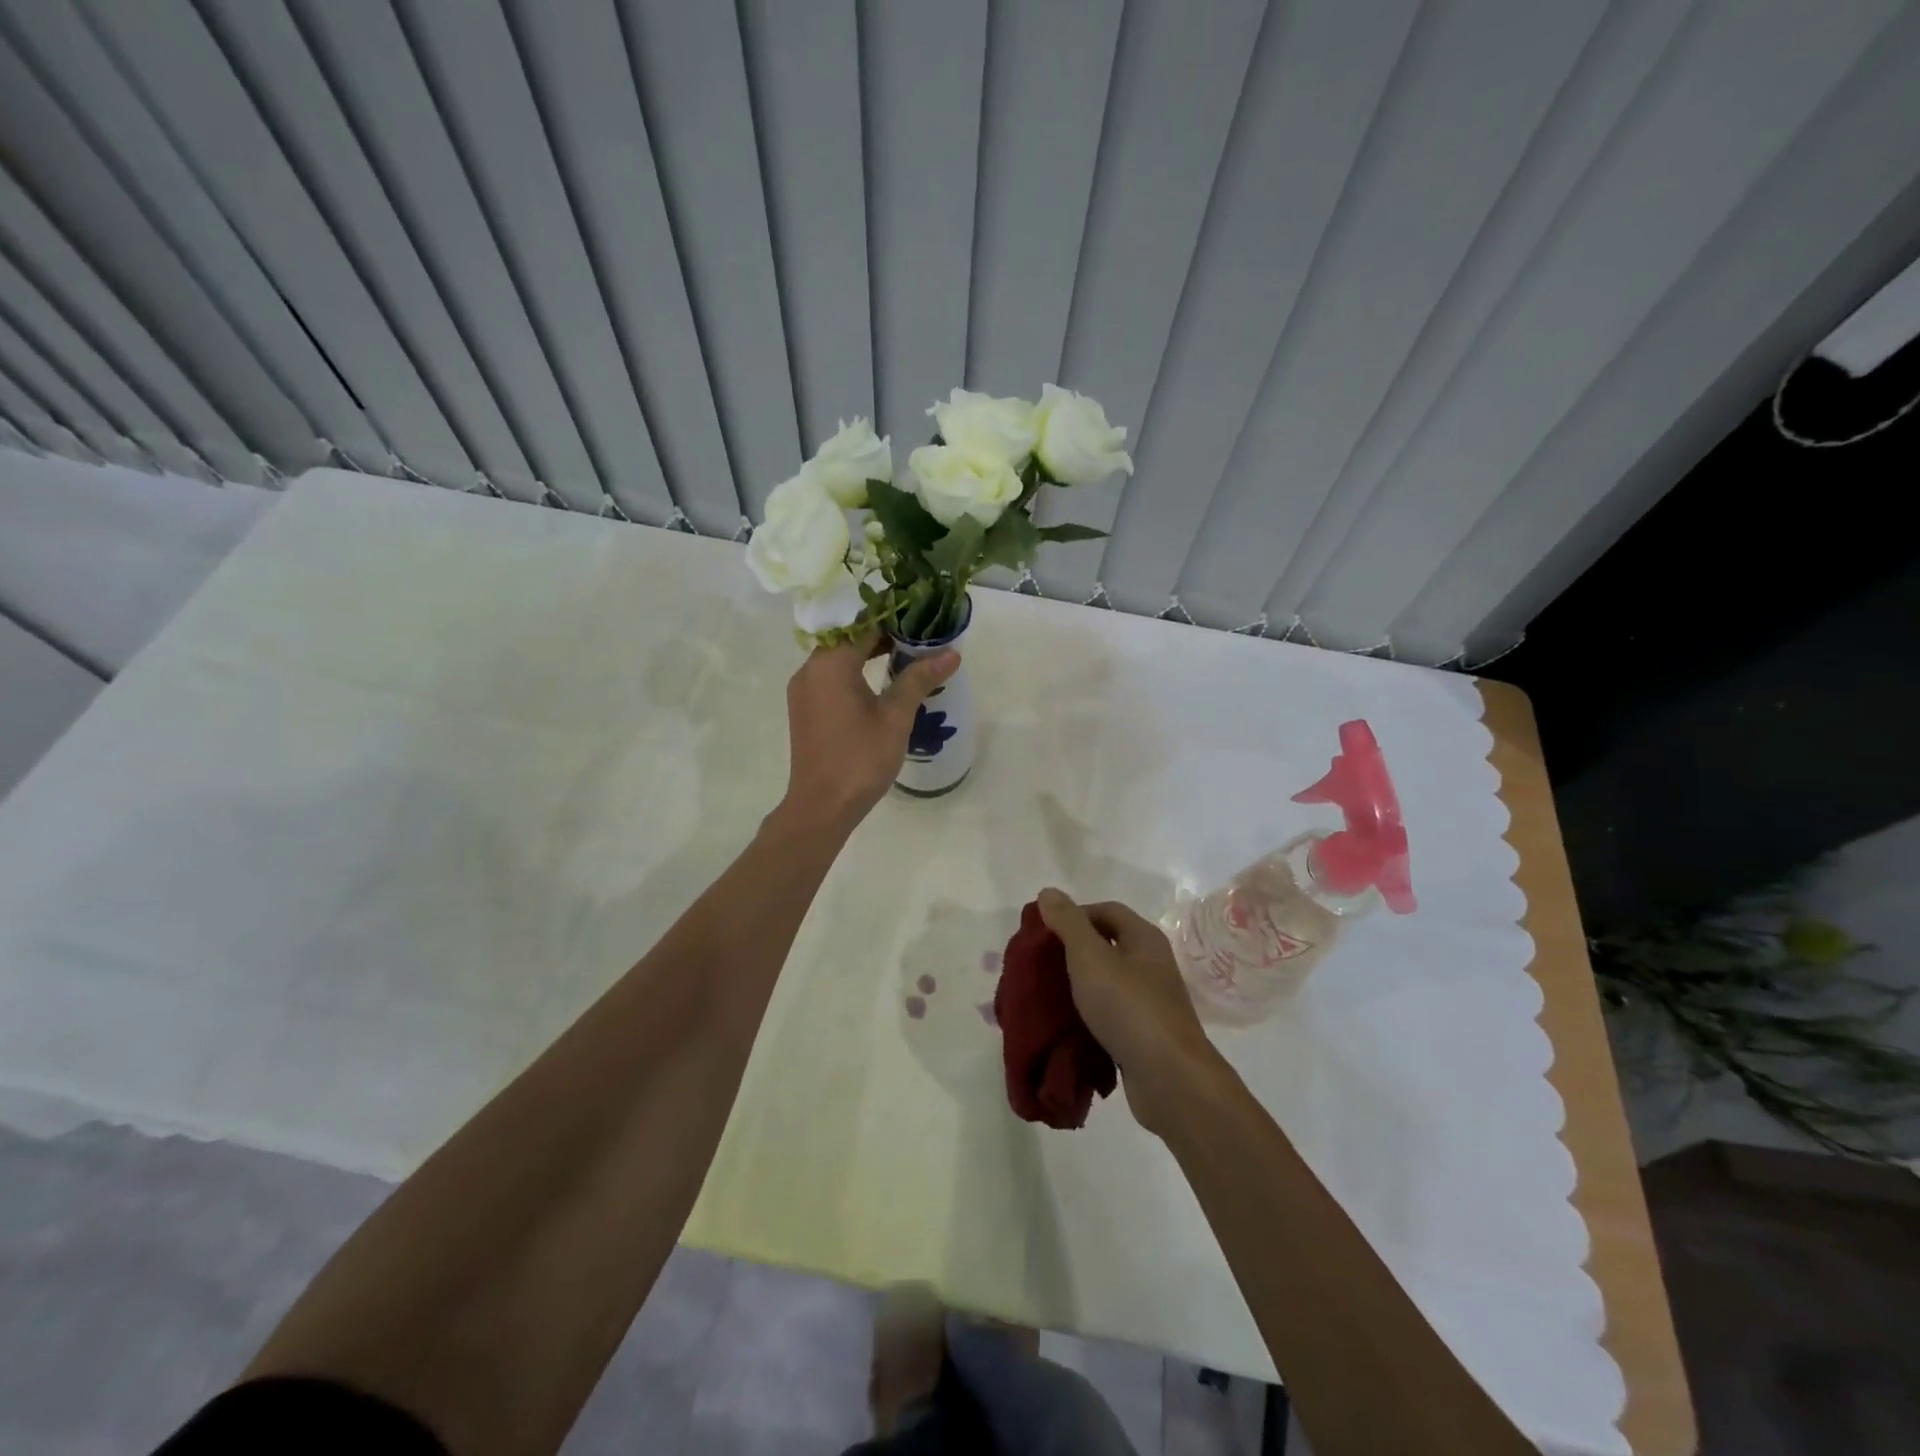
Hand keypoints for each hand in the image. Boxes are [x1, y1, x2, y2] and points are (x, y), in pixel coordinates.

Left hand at [779, 634, 958, 831]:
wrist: (822, 806)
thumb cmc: (860, 759)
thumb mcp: (895, 717)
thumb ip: (919, 679)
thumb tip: (951, 653)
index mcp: (830, 664)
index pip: (863, 623)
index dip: (893, 616)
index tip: (921, 614)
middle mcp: (810, 669)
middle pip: (848, 637)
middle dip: (883, 632)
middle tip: (920, 635)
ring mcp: (803, 689)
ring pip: (838, 656)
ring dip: (868, 652)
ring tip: (906, 655)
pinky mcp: (804, 707)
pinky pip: (830, 676)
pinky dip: (854, 670)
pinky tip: (879, 681)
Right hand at [1036, 888, 1222, 1137]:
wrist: (1169, 1078)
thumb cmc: (1128, 1007)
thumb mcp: (1090, 957)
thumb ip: (1068, 923)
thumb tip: (1048, 892)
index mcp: (1144, 938)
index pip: (1107, 910)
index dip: (1075, 915)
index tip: (1044, 933)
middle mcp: (1152, 964)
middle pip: (1108, 945)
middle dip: (1073, 951)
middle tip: (1041, 964)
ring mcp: (1151, 1001)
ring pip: (1108, 982)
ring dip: (1080, 986)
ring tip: (1048, 996)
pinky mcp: (1146, 1034)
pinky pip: (1112, 1014)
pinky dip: (1090, 1015)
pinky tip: (1069, 1026)